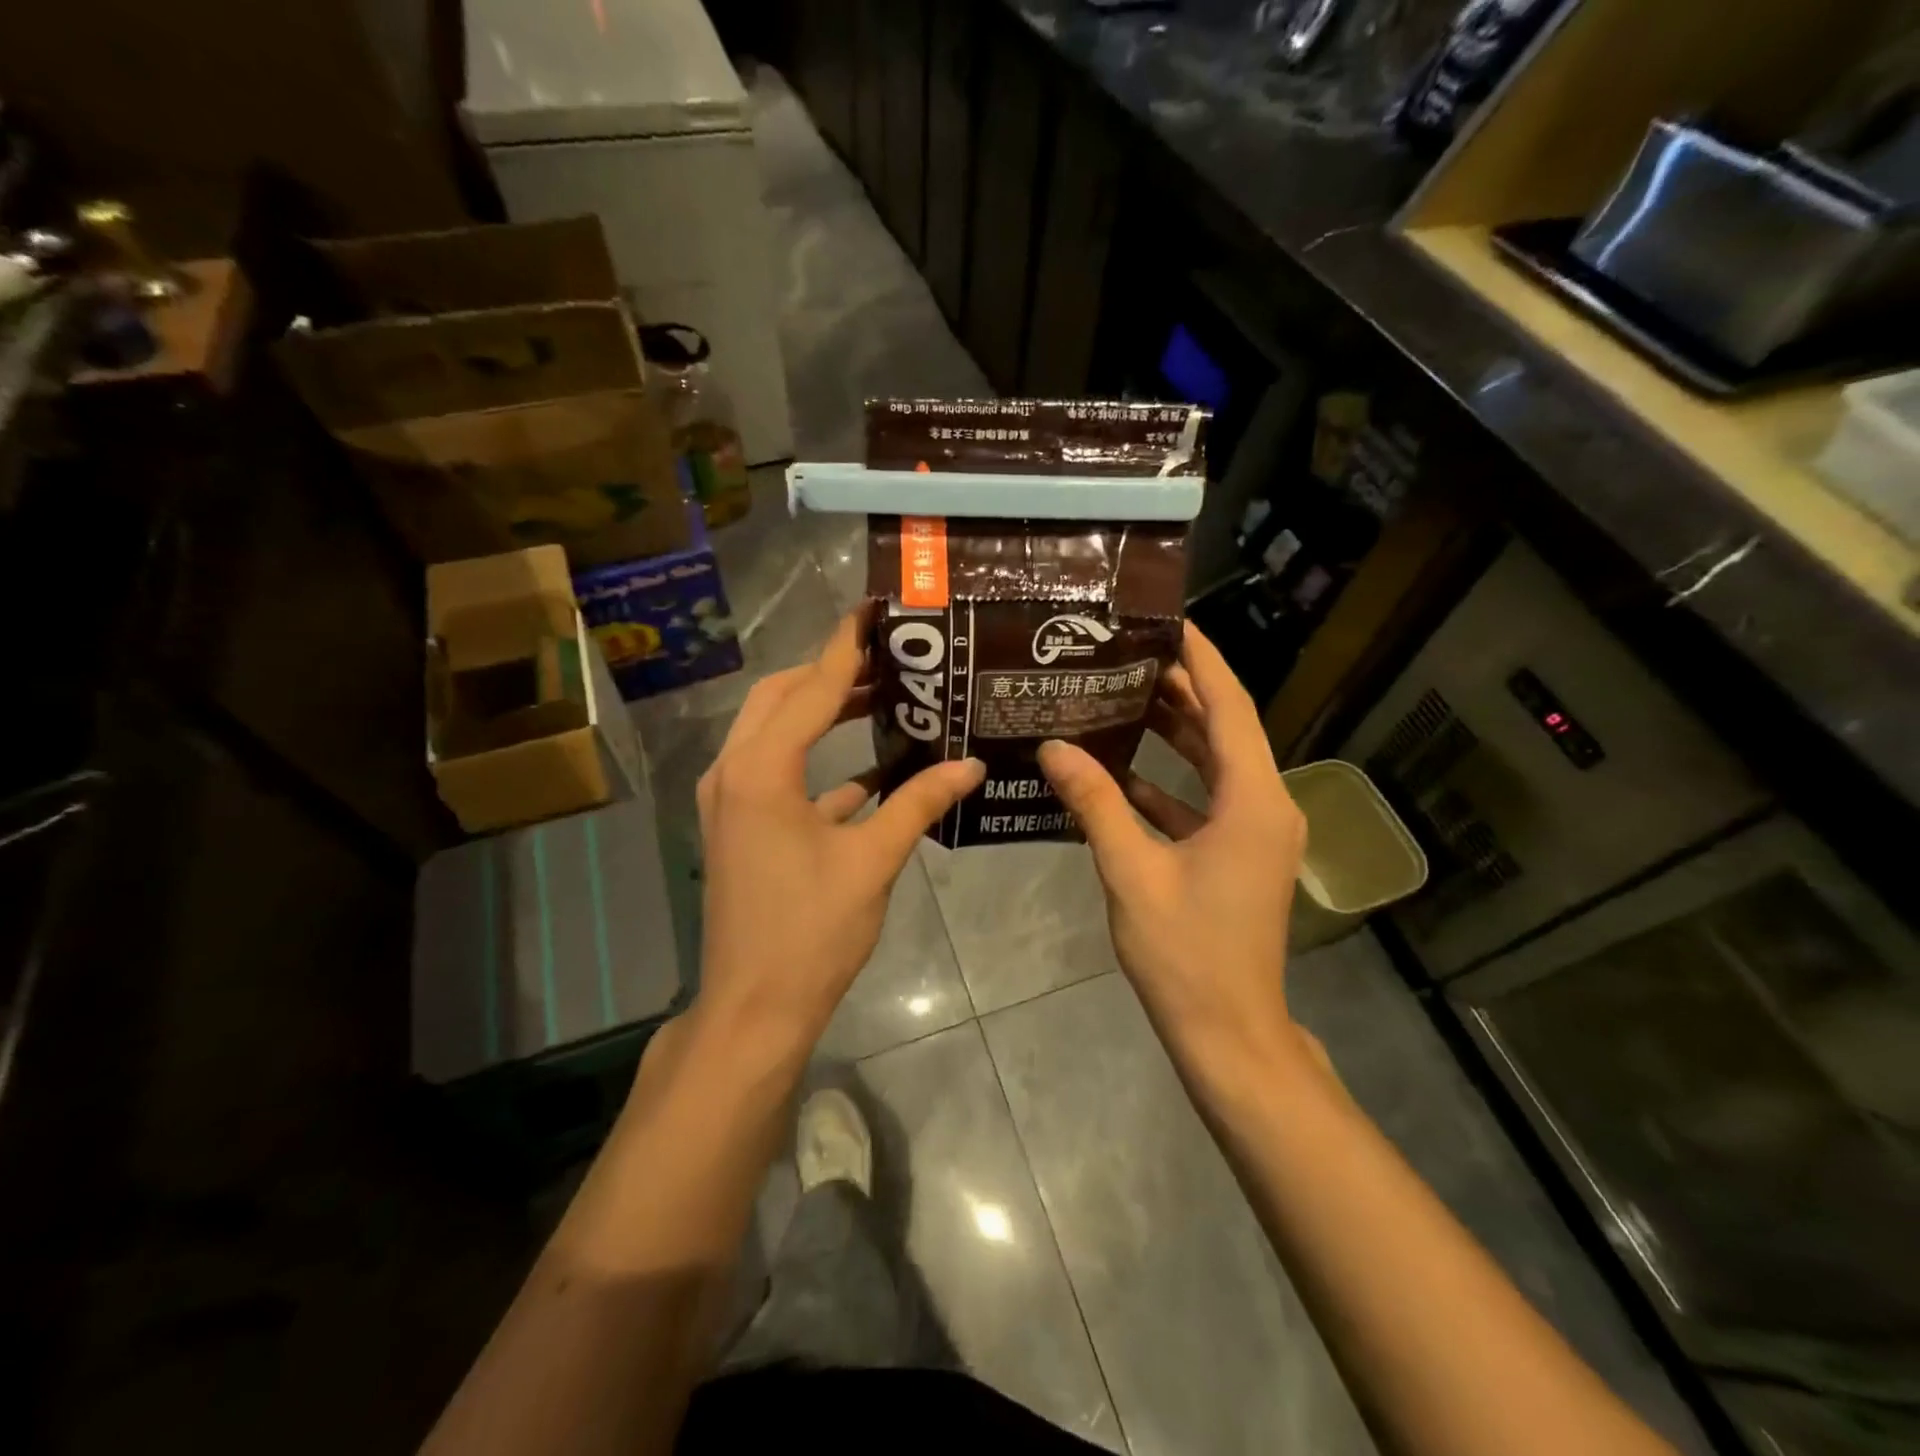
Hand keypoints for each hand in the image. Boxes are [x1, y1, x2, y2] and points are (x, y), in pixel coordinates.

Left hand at [692, 611, 983, 1061]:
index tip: (874, 609)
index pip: (811, 688)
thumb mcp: (872, 861)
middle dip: (831, 674)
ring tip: (883, 699)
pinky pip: (778, 774)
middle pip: (780, 697)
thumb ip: (919, 803)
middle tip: (890, 660)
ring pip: (774, 732)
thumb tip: (971, 765)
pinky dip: (817, 762)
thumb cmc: (812, 932)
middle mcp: (734, 772)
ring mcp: (731, 800)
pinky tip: (869, 772)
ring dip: (821, 713)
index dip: (846, 646)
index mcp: (762, 770)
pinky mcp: (740, 826)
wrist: (755, 1009)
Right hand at [1037, 623, 1310, 1077]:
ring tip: (1118, 696)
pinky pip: (1203, 802)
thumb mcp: (1131, 872)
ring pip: (1212, 765)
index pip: (1229, 706)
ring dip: (1171, 734)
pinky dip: (1166, 784)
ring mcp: (1255, 833)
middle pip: (1223, 729)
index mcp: (1254, 800)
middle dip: (1178, 689)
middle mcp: (1266, 806)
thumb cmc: (1186, 952)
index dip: (1201, 658)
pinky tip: (1118, 772)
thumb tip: (1054, 748)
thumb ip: (1094, 804)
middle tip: (1126, 652)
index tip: (1169, 618)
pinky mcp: (1238, 856)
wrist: (1228, 1033)